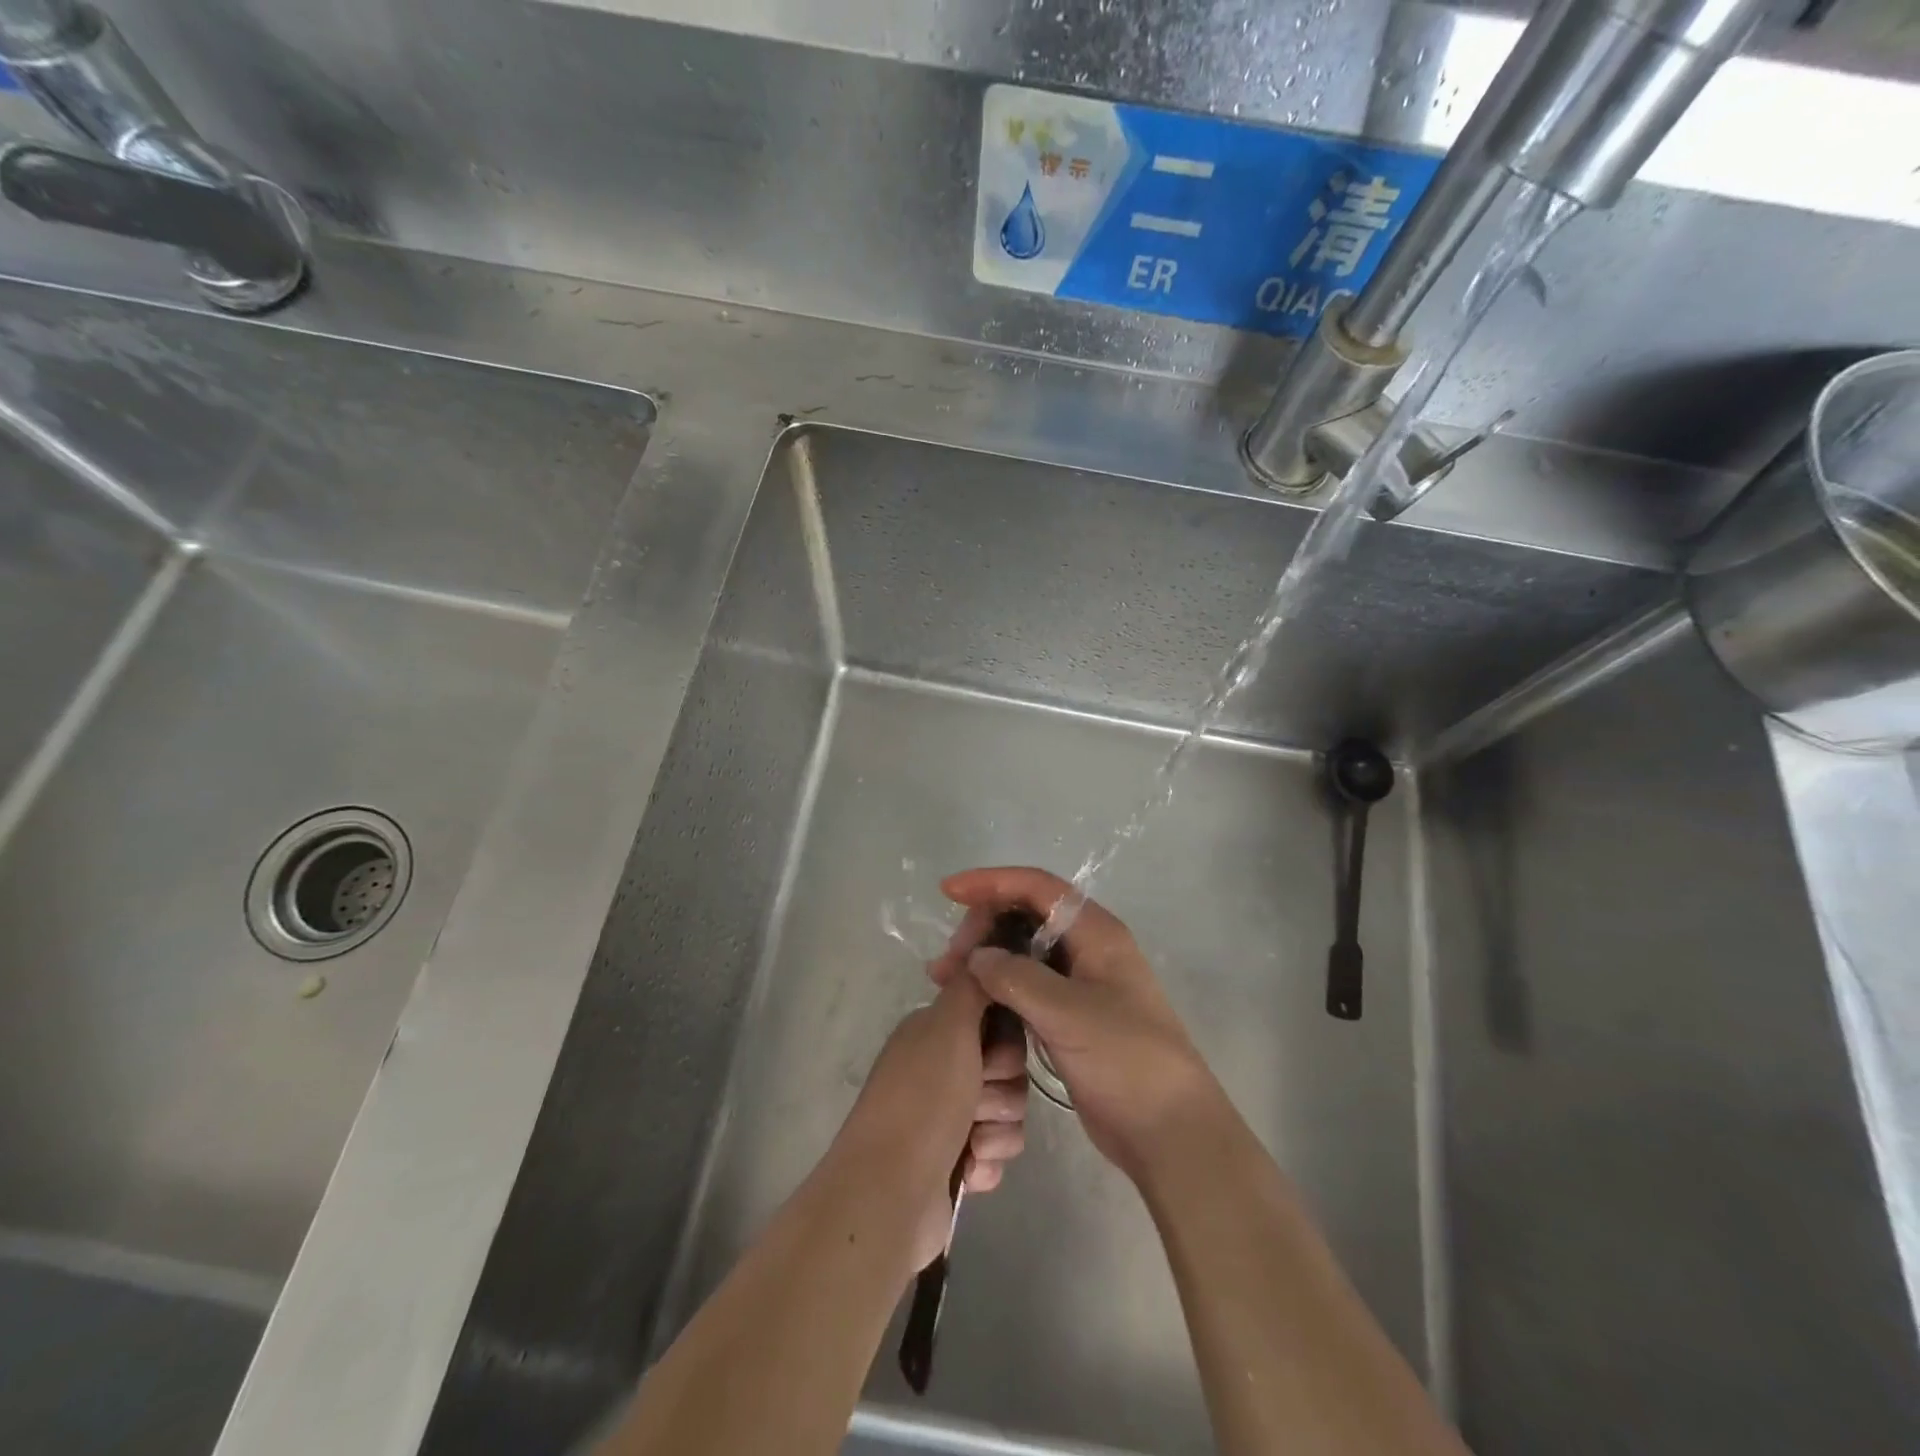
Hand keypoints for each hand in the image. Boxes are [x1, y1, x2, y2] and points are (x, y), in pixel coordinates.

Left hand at [832, 973, 1029, 1273]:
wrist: (889, 1192)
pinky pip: (996, 1152)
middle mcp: (940, 1070)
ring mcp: (946, 1118)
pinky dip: (987, 1162)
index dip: (1005, 1043)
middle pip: (1008, 1070)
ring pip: (1007, 1113)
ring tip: (971, 1144)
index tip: (992, 1057)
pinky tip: (967, 1169)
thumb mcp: (948, 1026)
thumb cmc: (922, 1100)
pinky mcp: (954, 1162)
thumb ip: (971, 987)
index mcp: (935, 1034)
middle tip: (977, 1103)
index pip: (996, 1023)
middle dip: (1002, 1091)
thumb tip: (983, 952)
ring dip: (997, 1130)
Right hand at [931, 867, 1221, 1181]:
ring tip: (943, 980)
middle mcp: (1087, 949)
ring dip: (985, 958)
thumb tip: (977, 957)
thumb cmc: (1126, 1061)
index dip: (992, 883)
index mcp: (1096, 933)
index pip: (1037, 888)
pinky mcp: (1068, 1017)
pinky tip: (969, 1001)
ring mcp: (1078, 984)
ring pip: (1022, 952)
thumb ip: (1018, 978)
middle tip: (948, 962)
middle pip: (1025, 916)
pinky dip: (995, 987)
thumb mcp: (1069, 1014)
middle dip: (983, 927)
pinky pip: (1024, 986)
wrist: (1168, 1131)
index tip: (949, 892)